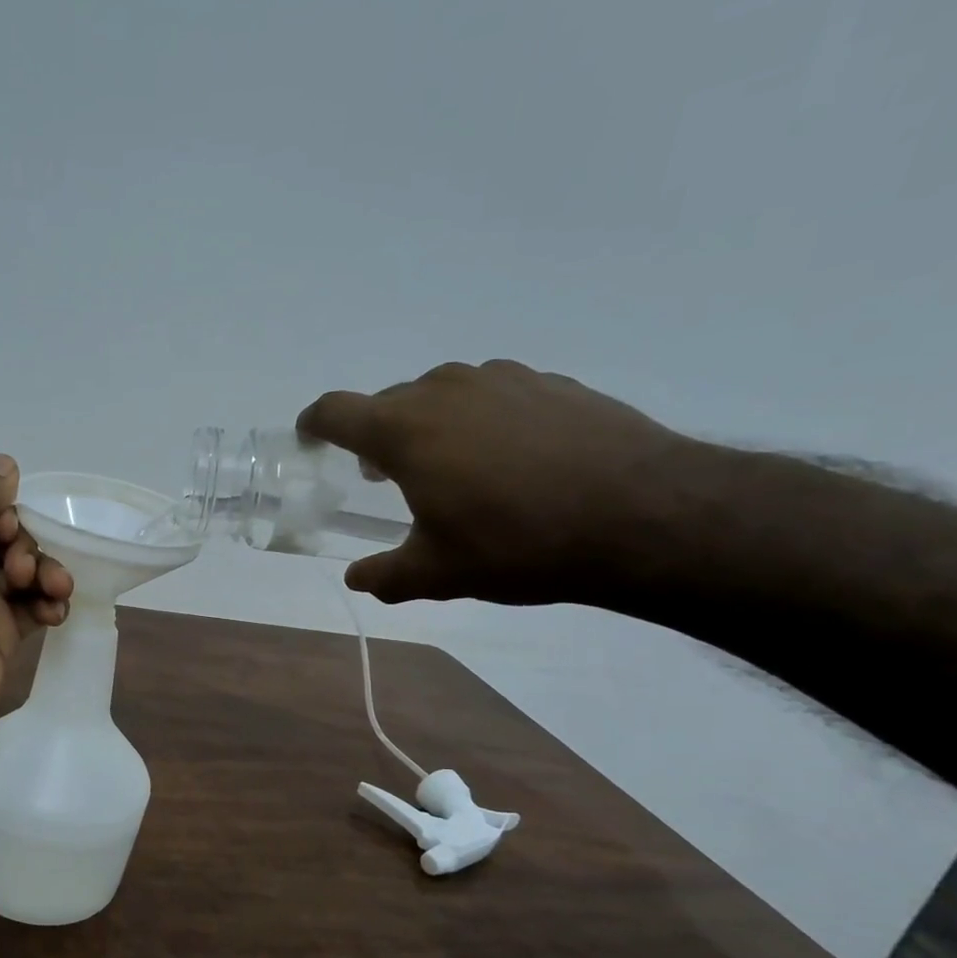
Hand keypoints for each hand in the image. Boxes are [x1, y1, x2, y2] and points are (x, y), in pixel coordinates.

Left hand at [0, 454, 72, 779]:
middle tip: (21, 571)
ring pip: (20, 569)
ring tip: (54, 593)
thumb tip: (3, 462)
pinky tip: (56, 614)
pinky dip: (46, 604)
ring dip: (43, 574)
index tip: (11, 528)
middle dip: (24, 545)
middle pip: (0, 531)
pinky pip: (30, 605)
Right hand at [297, 360, 692, 605]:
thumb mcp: (439, 573)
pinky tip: (513, 460)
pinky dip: (483, 420)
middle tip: (388, 477)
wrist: (645, 516)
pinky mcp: (551, 382)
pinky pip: (494, 395)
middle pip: (389, 402)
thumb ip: (386, 576)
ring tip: (455, 468)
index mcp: (404, 429)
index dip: (314, 424)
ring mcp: (502, 378)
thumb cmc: (519, 543)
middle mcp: (445, 390)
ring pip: (443, 394)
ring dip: (432, 425)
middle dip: (377, 435)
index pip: (336, 411)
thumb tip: (357, 579)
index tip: (310, 439)